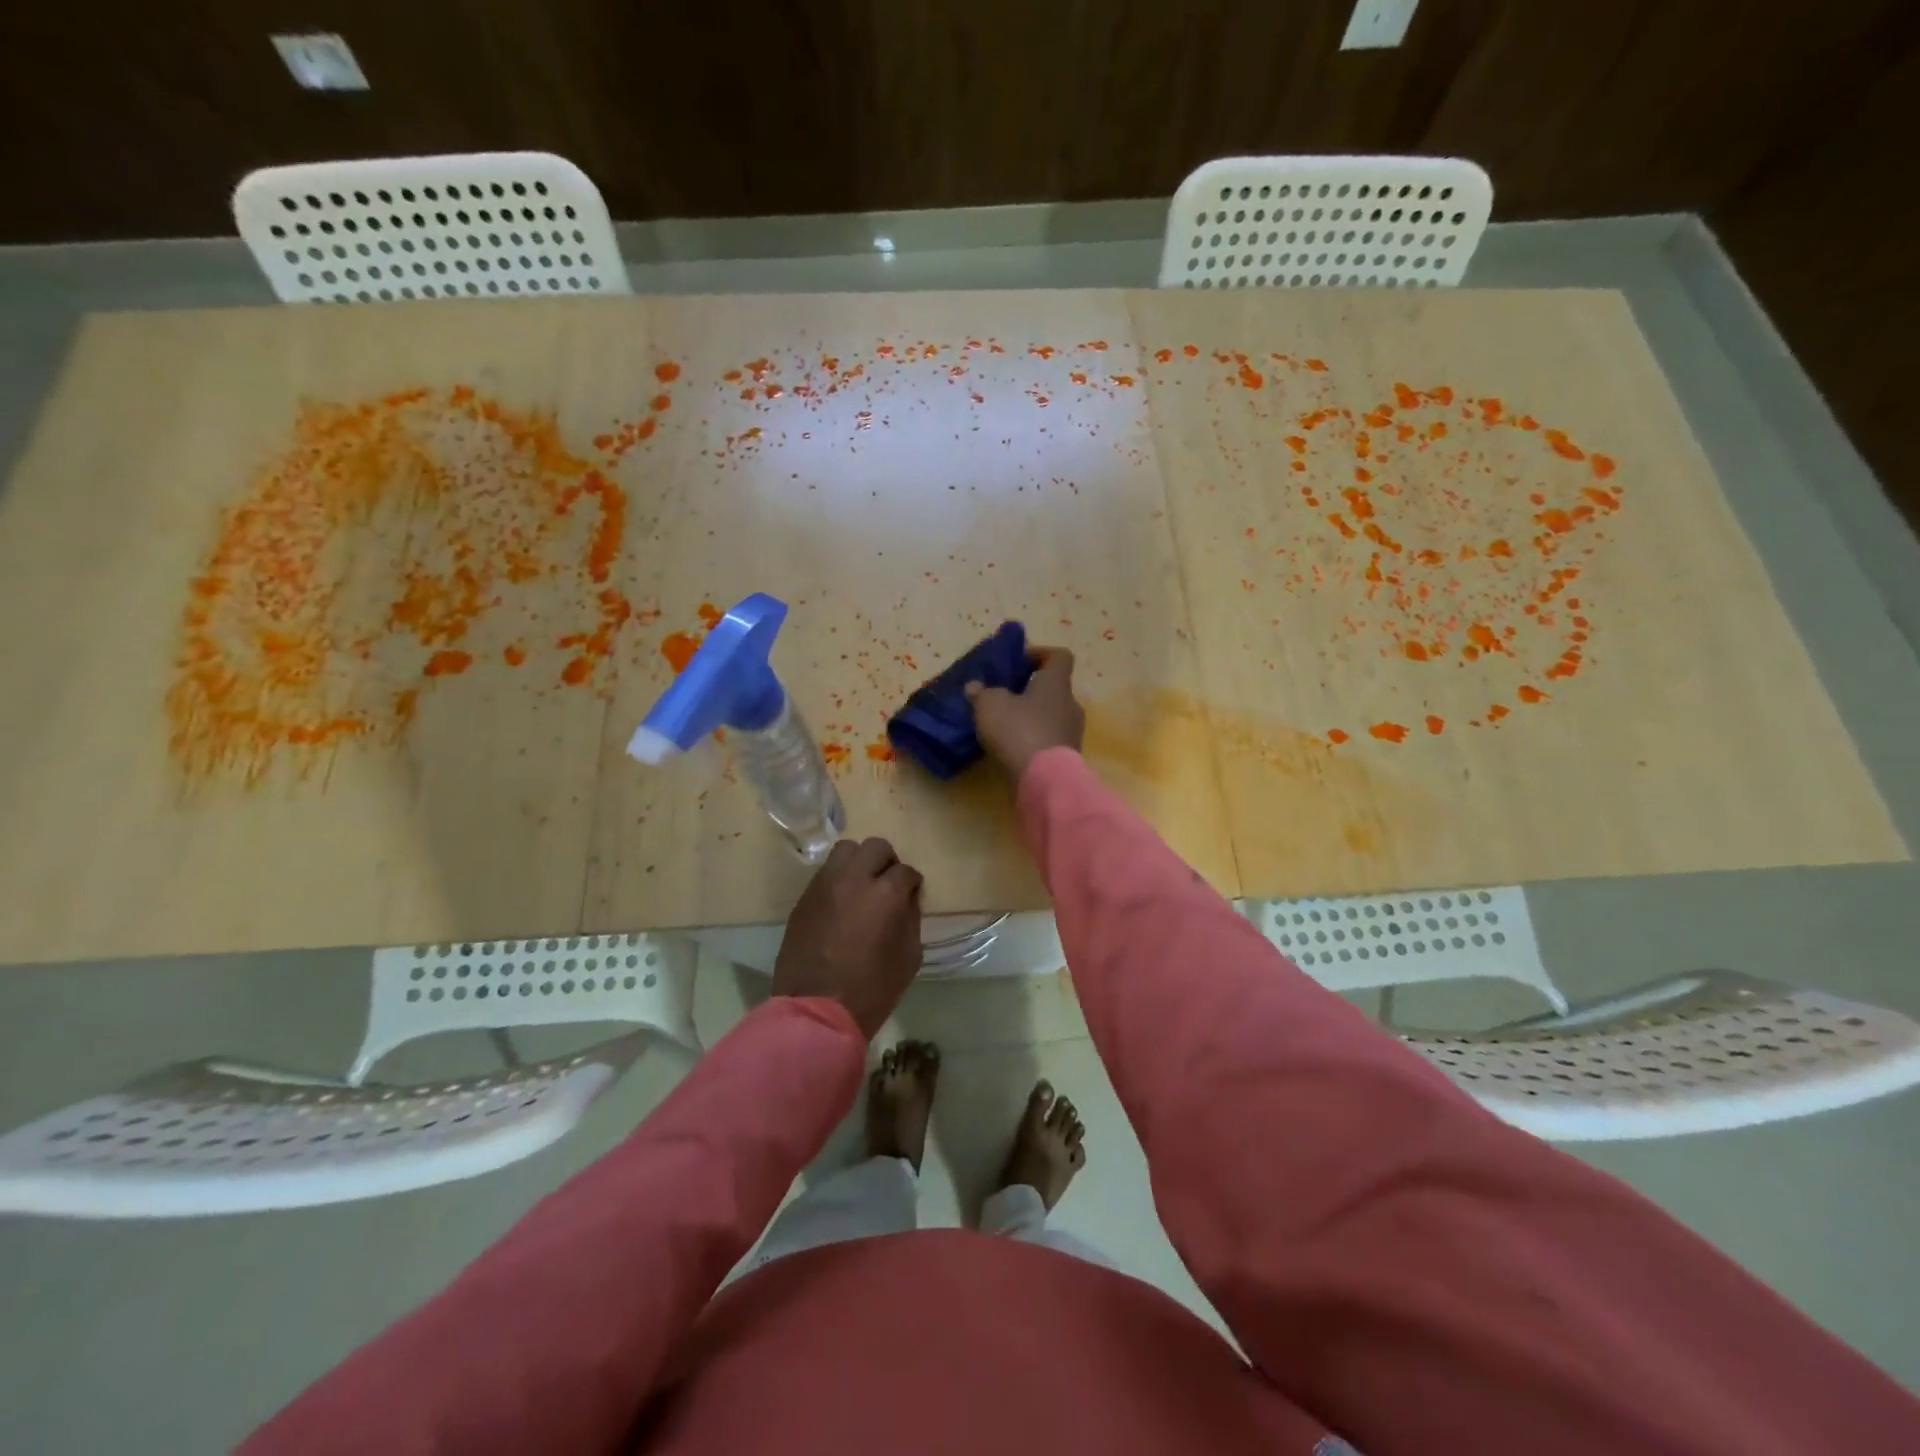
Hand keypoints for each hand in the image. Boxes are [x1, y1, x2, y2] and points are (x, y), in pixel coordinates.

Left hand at [773, 837, 923, 1039]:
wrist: (817, 1011)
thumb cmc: (872, 990)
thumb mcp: (909, 957)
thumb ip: (910, 920)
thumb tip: (906, 901)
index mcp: (885, 894)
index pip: (906, 871)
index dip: (912, 883)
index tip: (911, 896)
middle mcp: (854, 879)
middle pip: (875, 847)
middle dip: (887, 862)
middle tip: (888, 884)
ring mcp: (824, 885)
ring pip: (845, 850)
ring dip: (858, 863)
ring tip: (861, 886)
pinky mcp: (804, 898)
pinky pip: (824, 874)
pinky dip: (837, 880)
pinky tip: (840, 903)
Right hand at [965, 647, 1084, 780]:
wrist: (1044, 780)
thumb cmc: (1019, 730)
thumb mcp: (990, 705)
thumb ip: (982, 693)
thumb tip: (975, 687)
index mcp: (1056, 684)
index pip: (1059, 657)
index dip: (1041, 654)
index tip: (1020, 662)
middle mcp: (1071, 704)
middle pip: (1054, 689)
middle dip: (1031, 691)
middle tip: (1006, 697)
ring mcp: (1072, 733)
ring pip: (1052, 716)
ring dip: (1032, 717)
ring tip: (1006, 726)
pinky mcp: (1068, 757)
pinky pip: (1050, 739)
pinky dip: (1034, 740)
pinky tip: (1013, 748)